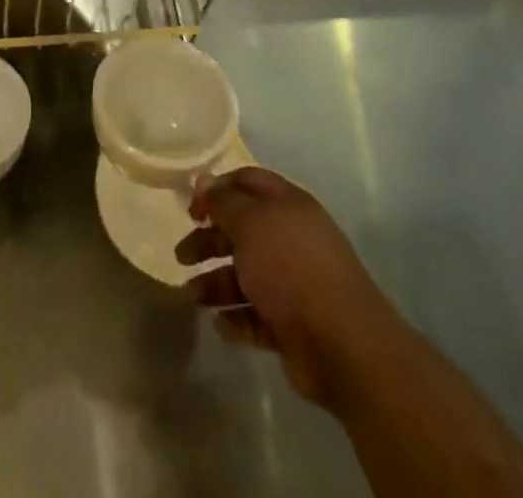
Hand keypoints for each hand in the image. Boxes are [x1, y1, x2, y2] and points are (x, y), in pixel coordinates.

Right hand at [176, 166, 401, 414]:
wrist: (341, 343)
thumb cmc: (290, 267)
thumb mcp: (250, 224)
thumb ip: (223, 202)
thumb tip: (204, 180)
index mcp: (288, 206)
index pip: (248, 182)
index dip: (217, 189)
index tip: (191, 208)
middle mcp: (291, 239)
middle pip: (242, 231)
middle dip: (209, 241)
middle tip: (181, 256)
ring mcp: (294, 283)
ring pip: (246, 275)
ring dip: (217, 283)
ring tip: (193, 297)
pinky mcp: (294, 324)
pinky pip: (257, 315)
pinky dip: (237, 318)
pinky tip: (220, 325)